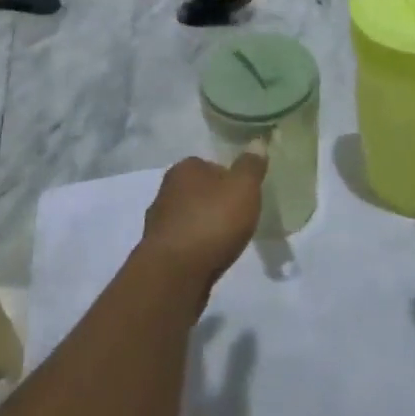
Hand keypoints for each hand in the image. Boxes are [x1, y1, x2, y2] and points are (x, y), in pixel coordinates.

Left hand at [140, 147, 267, 288]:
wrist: (175, 273)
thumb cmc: (212, 221)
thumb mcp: (243, 188)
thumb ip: (251, 166)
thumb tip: (257, 142)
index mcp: (184, 168)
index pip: (210, 165)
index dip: (229, 179)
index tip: (244, 196)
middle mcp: (166, 190)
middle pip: (198, 192)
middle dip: (215, 203)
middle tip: (237, 219)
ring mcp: (158, 222)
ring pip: (189, 218)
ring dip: (204, 227)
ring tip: (225, 242)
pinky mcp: (157, 252)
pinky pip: (183, 244)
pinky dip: (195, 248)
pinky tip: (209, 259)